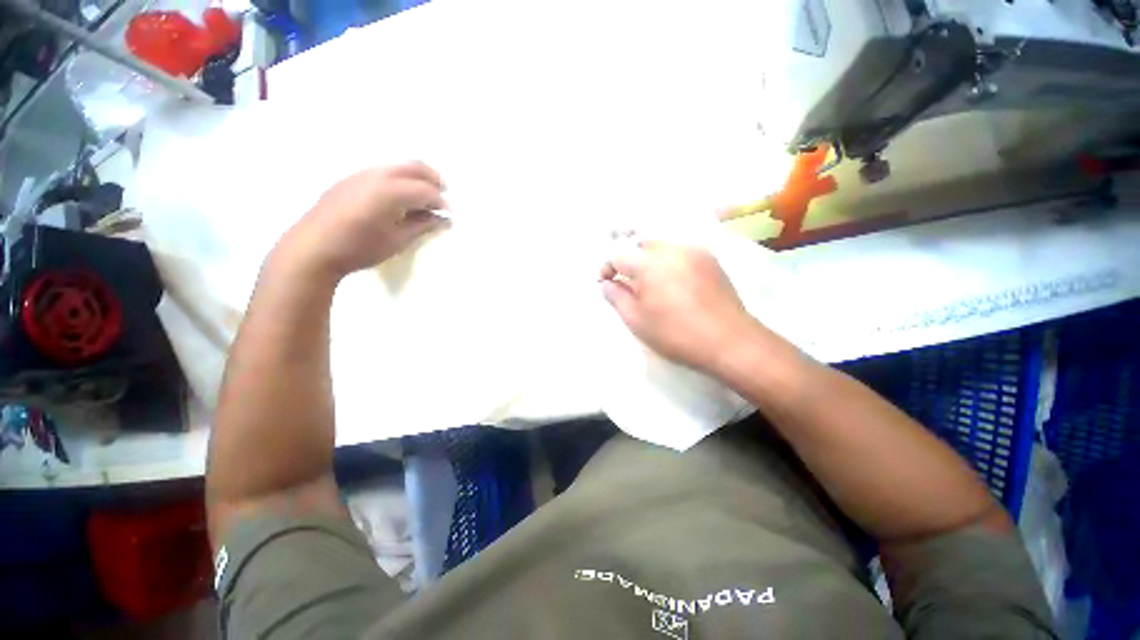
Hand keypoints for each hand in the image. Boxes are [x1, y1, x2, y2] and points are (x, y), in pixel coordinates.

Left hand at [282, 162, 449, 279]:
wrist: (312, 249)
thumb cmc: (360, 248)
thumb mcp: (397, 241)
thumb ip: (422, 226)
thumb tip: (442, 219)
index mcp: (391, 191)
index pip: (425, 190)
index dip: (441, 202)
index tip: (449, 215)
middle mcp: (377, 175)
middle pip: (414, 167)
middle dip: (433, 179)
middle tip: (443, 195)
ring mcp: (361, 174)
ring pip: (397, 167)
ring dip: (415, 178)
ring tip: (422, 199)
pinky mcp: (350, 179)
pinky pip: (382, 172)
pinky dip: (399, 180)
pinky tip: (398, 199)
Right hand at [600, 242, 757, 371]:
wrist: (728, 341)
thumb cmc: (676, 334)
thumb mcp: (637, 320)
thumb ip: (616, 297)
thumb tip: (606, 283)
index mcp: (650, 263)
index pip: (619, 254)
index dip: (607, 267)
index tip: (606, 282)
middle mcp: (672, 249)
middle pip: (641, 244)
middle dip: (630, 261)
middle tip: (630, 284)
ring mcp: (694, 251)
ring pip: (662, 246)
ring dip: (650, 260)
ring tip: (653, 285)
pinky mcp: (710, 259)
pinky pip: (681, 252)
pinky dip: (670, 262)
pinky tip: (674, 283)